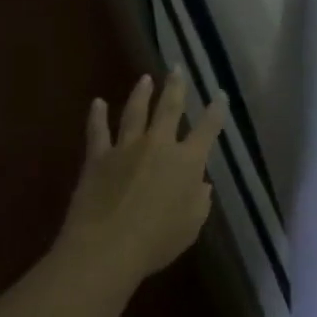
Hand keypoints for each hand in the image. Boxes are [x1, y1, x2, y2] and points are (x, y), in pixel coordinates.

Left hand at [55, 69, 226, 285]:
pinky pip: (97, 131)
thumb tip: (201, 184)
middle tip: (177, 69)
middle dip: (176, 87)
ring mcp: (125, 148)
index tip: (220, 95)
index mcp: (187, 162)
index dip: (216, 111)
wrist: (107, 247)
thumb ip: (200, 201)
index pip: (207, 129)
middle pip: (169, 109)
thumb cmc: (157, 241)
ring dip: (141, 94)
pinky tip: (97, 103)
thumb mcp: (191, 226)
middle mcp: (158, 145)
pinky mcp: (98, 157)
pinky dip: (97, 116)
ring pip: (135, 112)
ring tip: (145, 79)